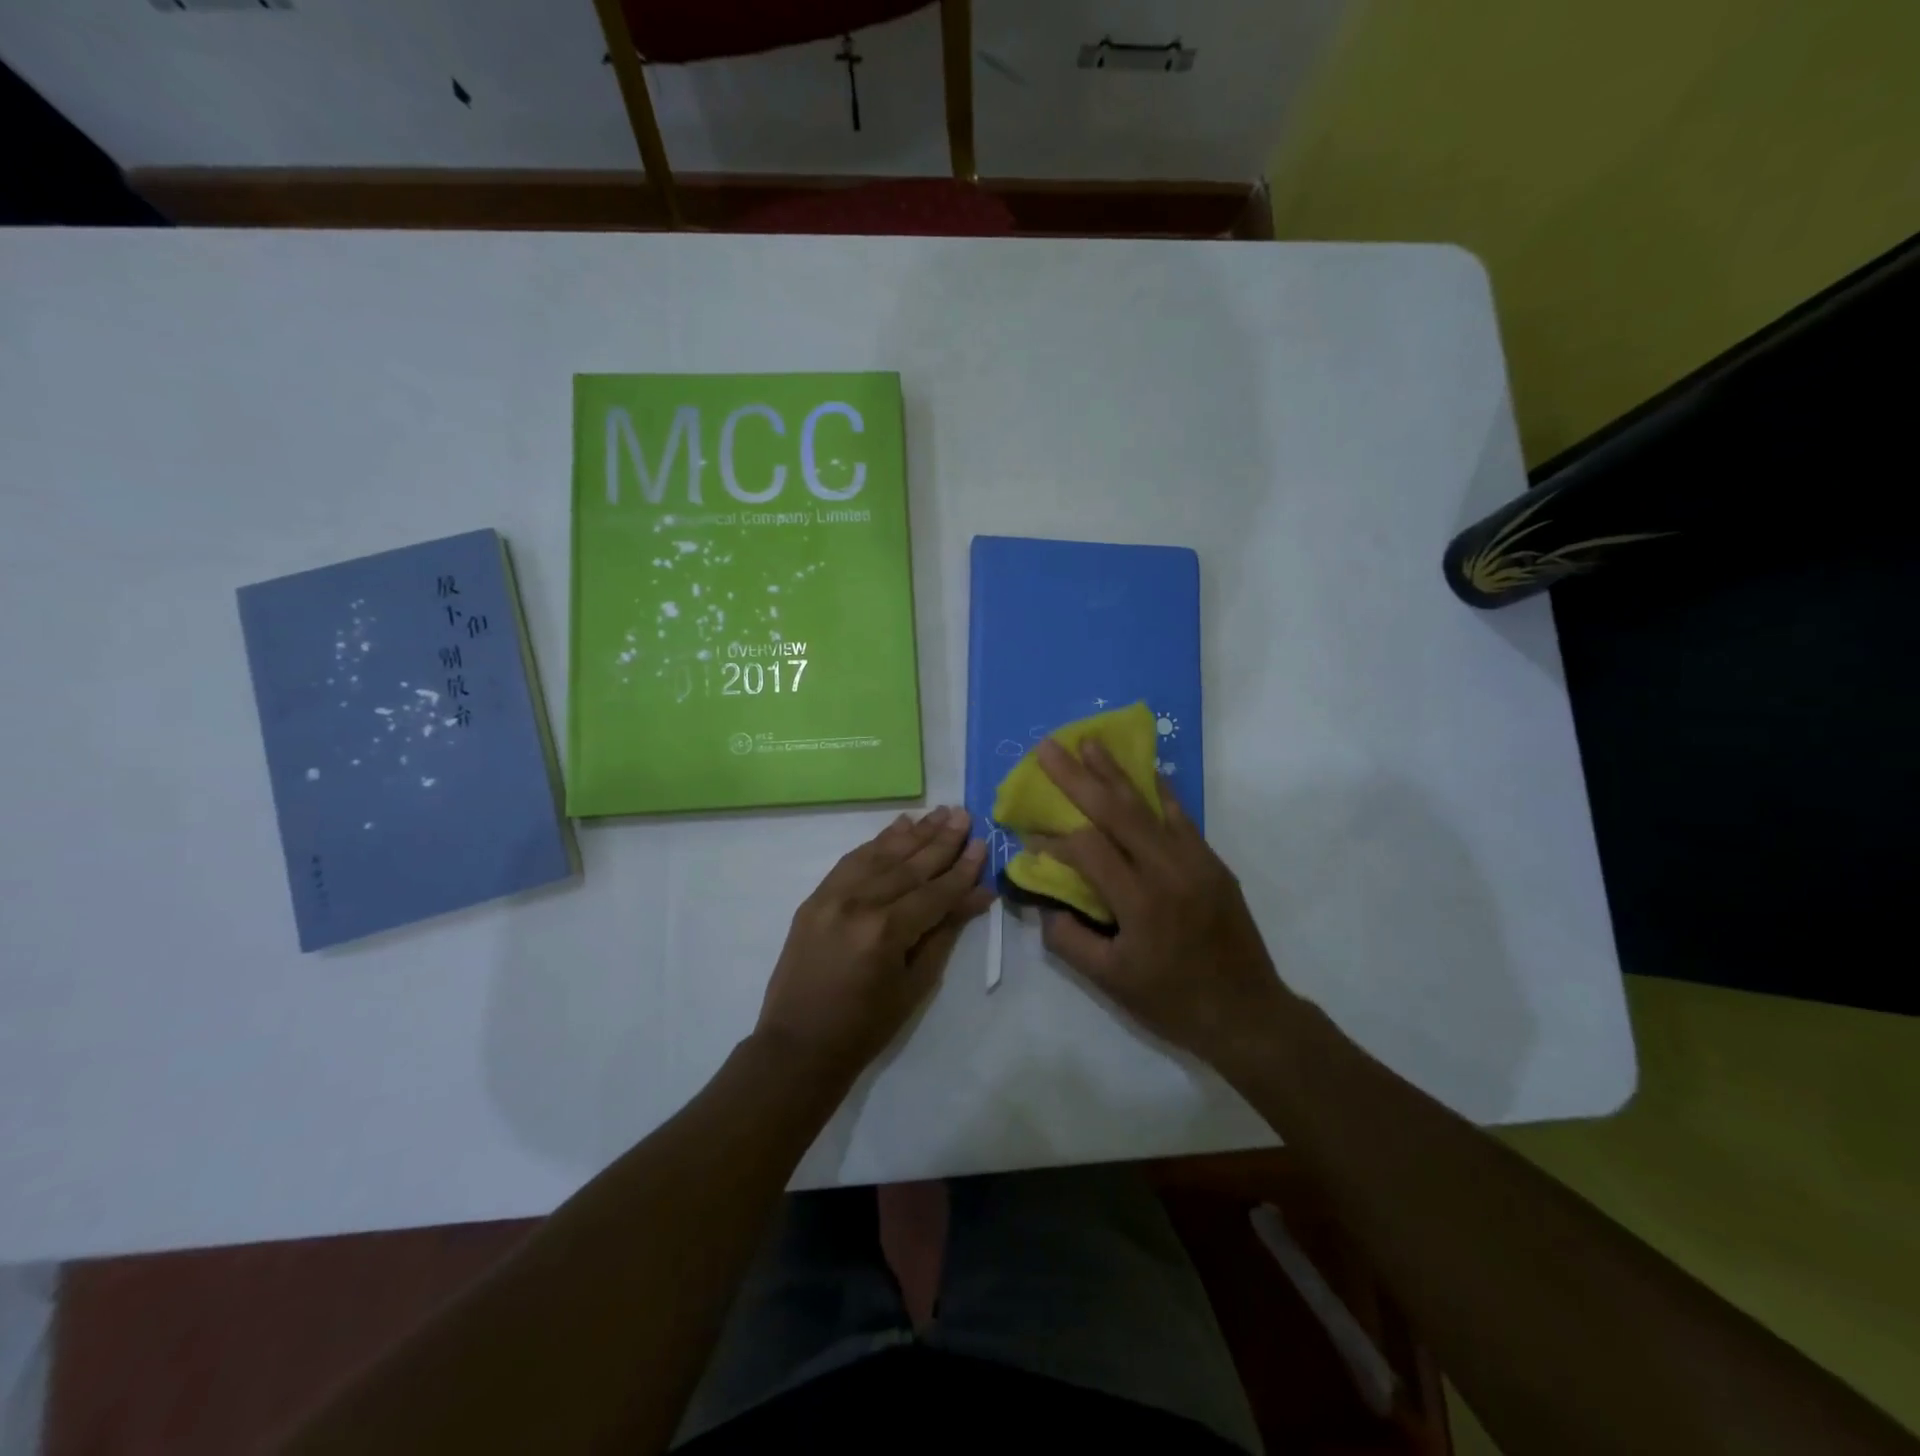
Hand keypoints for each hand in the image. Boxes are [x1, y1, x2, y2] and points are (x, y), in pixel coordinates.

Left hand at [756, 807, 991, 1076]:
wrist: (798, 1046)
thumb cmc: (866, 1027)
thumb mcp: (915, 984)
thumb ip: (945, 932)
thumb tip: (978, 894)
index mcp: (886, 932)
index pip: (934, 891)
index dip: (962, 869)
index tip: (982, 844)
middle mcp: (858, 904)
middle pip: (909, 865)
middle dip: (941, 840)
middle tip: (964, 814)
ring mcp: (831, 897)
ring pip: (880, 855)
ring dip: (912, 833)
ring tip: (938, 812)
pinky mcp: (815, 897)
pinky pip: (851, 860)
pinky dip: (876, 842)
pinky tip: (897, 827)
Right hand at [1032, 739, 1291, 1070]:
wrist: (1248, 1013)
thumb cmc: (1173, 1001)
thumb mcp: (1110, 981)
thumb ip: (1069, 939)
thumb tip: (1045, 903)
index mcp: (1140, 902)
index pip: (1088, 850)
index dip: (1054, 840)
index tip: (1030, 837)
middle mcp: (1169, 870)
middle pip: (1116, 811)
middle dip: (1078, 776)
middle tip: (1049, 747)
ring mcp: (1196, 860)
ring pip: (1150, 804)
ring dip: (1116, 772)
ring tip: (1091, 743)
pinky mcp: (1212, 861)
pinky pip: (1180, 816)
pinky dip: (1158, 791)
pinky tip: (1145, 771)